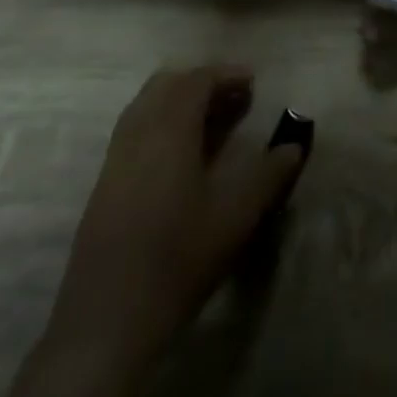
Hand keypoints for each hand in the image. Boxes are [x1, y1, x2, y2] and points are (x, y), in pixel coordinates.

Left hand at [15, 67, 305, 396]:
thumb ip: (268, 175)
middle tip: (232, 100)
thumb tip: (293, 147)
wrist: (107, 321)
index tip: (253, 83)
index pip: (197, 81)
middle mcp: (138, 133)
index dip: (226, 75)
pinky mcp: (103, 186)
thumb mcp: (236, 216)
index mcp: (169, 129)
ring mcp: (115, 159)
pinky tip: (179, 158)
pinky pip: (134, 132)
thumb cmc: (178, 257)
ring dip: (178, 104)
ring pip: (146, 107)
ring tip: (210, 124)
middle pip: (167, 85)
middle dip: (201, 84)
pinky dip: (160, 125)